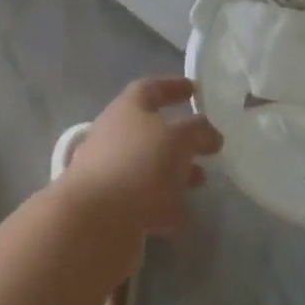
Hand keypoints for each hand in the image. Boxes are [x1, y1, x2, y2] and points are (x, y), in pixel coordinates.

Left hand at [62, 77, 222, 238]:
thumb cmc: (139, 164)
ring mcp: (111, 170)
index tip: (194, 89)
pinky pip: (145, 200)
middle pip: (150, 130)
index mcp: (127, 108)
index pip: (151, 88)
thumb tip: (209, 132)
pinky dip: (165, 206)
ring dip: (175, 172)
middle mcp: (115, 134)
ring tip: (201, 181)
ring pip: (149, 166)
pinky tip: (185, 217)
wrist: (95, 218)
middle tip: (207, 146)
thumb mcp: (177, 139)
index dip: (173, 86)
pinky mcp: (112, 204)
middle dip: (180, 137)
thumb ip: (197, 131)